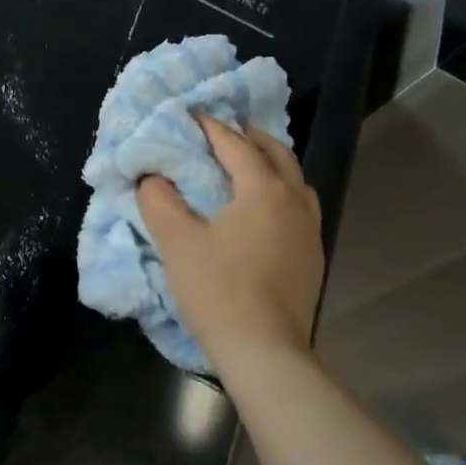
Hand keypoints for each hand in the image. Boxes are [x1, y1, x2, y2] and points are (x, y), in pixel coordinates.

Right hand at [136, 114, 325, 365]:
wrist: (264, 351)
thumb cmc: (218, 289)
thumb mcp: (177, 242)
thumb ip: (159, 201)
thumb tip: (152, 177)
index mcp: (263, 190)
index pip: (235, 145)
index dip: (210, 127)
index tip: (191, 114)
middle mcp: (294, 201)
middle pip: (276, 154)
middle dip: (248, 138)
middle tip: (220, 134)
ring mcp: (310, 229)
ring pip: (294, 180)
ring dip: (270, 164)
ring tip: (245, 166)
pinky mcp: (313, 256)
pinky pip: (299, 206)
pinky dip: (280, 192)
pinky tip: (262, 209)